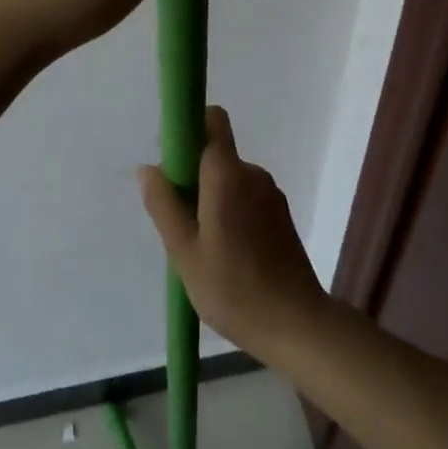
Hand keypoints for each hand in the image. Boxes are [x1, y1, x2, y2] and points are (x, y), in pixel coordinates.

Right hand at [138, 107, 329, 361]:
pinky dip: (229, 213)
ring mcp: (271, 195)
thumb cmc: (234, 289)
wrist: (299, 327)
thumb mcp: (184, 252)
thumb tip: (148, 168)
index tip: (170, 161)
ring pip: (228, 180)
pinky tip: (226, 255)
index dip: (188, 128)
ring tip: (202, 247)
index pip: (212, 120)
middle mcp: (252, 175)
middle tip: (178, 222)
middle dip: (192, 176)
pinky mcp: (281, 217)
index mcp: (228, 175)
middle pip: (215, 154)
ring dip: (210, 199)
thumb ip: (164, 205)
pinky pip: (245, 198)